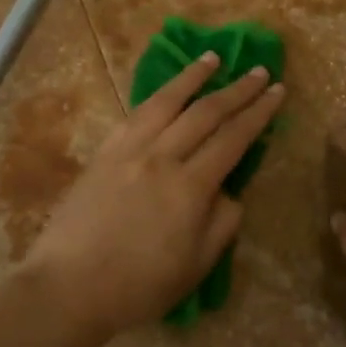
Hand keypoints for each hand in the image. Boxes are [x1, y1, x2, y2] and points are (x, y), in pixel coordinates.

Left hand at [21, 52, 283, 337]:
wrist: (68, 288)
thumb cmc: (139, 286)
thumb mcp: (197, 265)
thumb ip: (222, 224)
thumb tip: (229, 193)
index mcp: (190, 188)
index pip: (234, 138)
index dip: (259, 113)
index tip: (277, 91)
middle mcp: (162, 158)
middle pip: (206, 113)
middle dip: (237, 89)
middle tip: (260, 71)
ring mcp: (128, 150)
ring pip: (167, 102)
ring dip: (193, 77)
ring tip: (213, 58)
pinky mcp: (103, 153)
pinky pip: (135, 115)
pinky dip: (157, 97)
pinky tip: (166, 92)